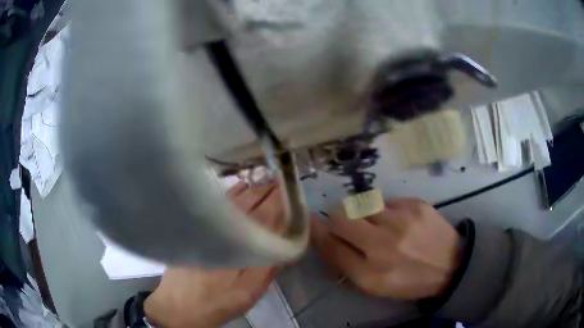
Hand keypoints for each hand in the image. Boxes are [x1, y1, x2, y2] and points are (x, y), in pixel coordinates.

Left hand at [144, 181, 283, 326]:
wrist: (178, 305)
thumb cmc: (217, 302)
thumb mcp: (248, 293)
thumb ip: (268, 268)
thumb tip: (287, 245)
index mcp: (240, 244)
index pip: (265, 216)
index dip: (279, 201)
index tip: (291, 191)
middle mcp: (224, 228)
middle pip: (249, 202)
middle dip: (267, 191)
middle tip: (282, 182)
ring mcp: (207, 225)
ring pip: (234, 200)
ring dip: (252, 189)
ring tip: (267, 181)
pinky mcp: (196, 227)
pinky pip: (219, 203)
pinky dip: (233, 193)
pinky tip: (240, 187)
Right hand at [311, 198, 460, 299]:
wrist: (452, 265)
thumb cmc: (409, 280)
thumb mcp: (374, 286)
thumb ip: (345, 264)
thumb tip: (324, 238)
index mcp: (370, 274)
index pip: (330, 245)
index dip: (317, 232)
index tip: (311, 222)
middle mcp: (383, 245)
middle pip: (340, 216)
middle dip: (337, 219)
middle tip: (347, 226)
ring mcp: (401, 220)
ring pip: (362, 204)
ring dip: (362, 214)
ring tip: (377, 224)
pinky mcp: (416, 203)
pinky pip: (385, 200)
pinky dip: (385, 210)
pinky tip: (398, 221)